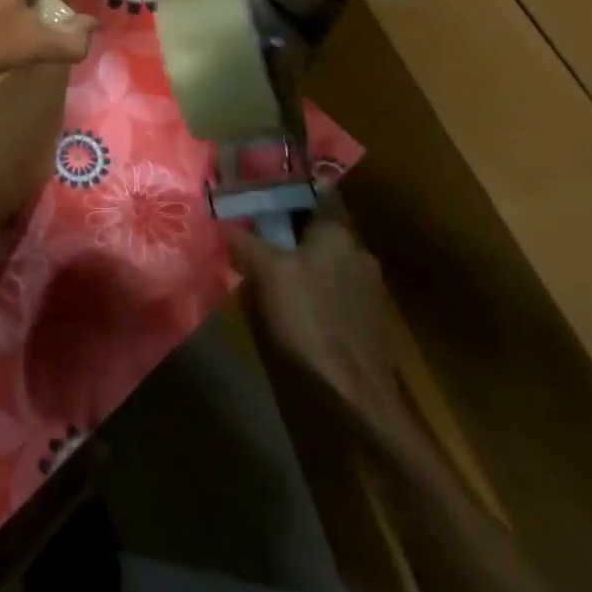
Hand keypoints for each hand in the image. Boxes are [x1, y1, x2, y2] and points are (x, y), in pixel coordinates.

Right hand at [226, 218, 406, 436]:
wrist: (357, 393)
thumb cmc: (309, 320)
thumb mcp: (267, 273)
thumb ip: (245, 240)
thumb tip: (222, 218)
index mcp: (337, 233)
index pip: (308, 198)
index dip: (279, 198)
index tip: (254, 203)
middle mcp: (358, 252)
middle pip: (313, 233)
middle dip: (285, 237)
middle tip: (254, 245)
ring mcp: (369, 287)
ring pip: (324, 263)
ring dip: (300, 267)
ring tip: (270, 280)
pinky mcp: (370, 319)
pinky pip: (334, 291)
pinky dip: (314, 293)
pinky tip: (296, 310)